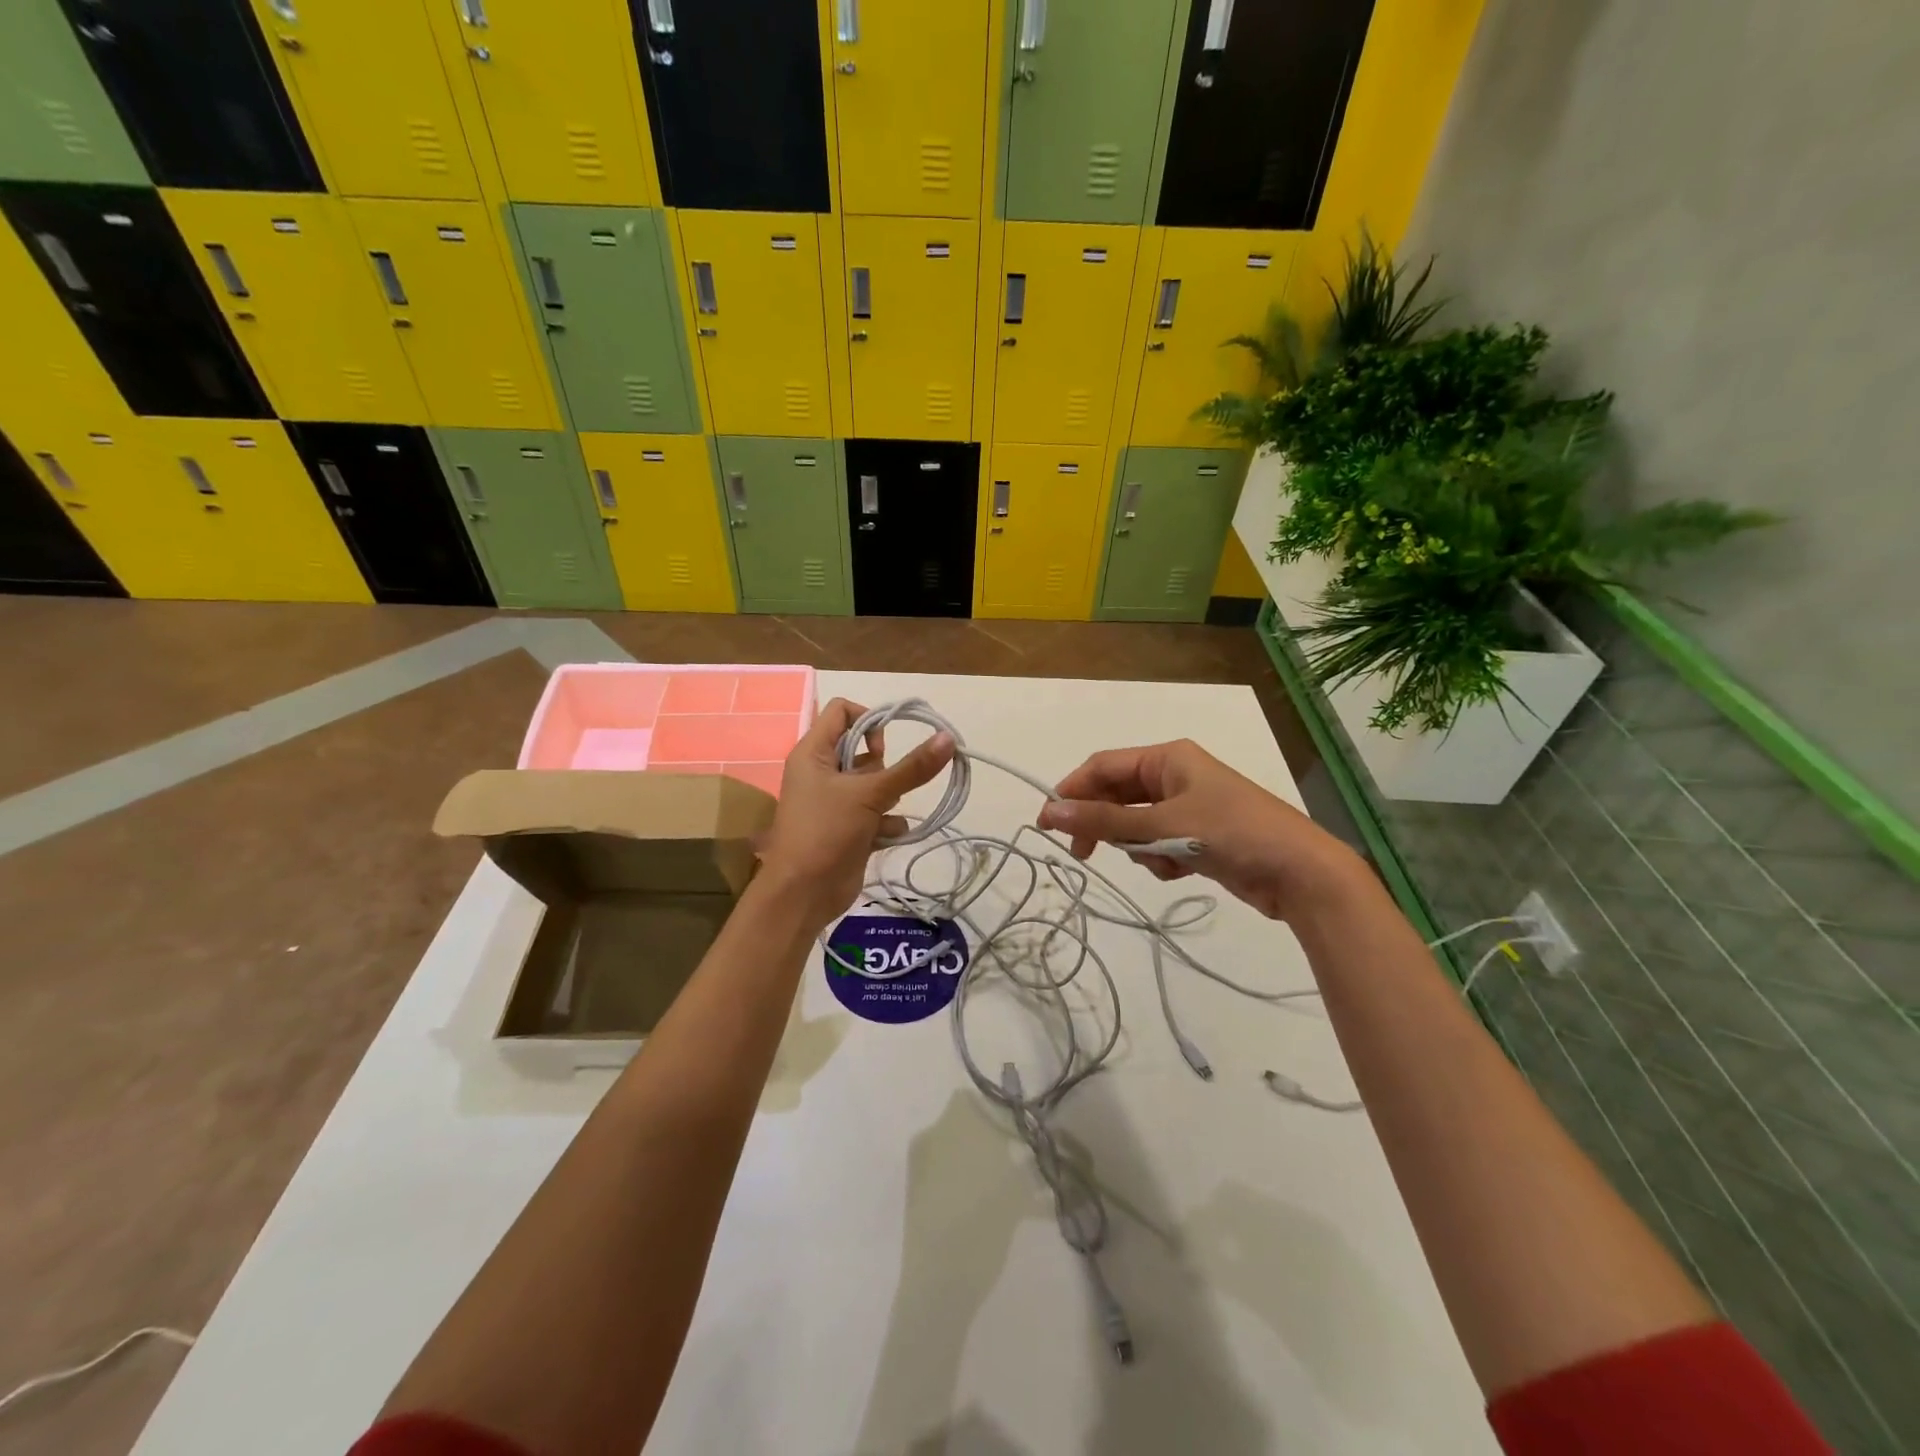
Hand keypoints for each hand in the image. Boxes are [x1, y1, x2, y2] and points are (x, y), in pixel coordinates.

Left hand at [756, 698, 955, 930]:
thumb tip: (948, 737)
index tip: (886, 745)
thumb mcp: (870, 794)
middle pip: (862, 749)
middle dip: (883, 768)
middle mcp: (821, 771)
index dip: (869, 719)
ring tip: (886, 813)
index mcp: (813, 752)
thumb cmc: (826, 832)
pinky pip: (875, 812)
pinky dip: (886, 823)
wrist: (803, 894)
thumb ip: (911, 768)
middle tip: (885, 785)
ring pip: (873, 783)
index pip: (842, 711)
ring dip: (889, 797)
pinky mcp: (847, 827)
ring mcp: (834, 801)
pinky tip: (888, 836)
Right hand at [1037, 740, 1364, 921]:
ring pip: (1136, 825)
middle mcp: (1175, 776)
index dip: (1072, 792)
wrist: (1301, 874)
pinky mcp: (1200, 837)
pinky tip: (1180, 871)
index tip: (1046, 824)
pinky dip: (1160, 859)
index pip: (1103, 767)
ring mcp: (1189, 807)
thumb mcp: (1162, 826)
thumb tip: (1050, 812)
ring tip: (1159, 861)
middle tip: (1082, 854)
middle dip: (1104, 825)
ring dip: (1138, 847)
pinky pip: (1159, 844)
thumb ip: (1104, 822)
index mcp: (1168, 758)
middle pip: (1117, 796)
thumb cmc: (1231, 834)